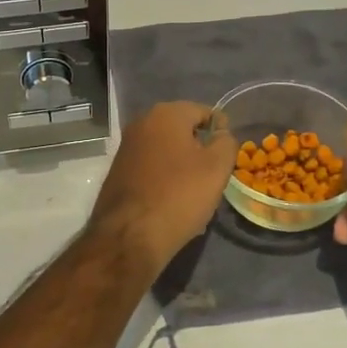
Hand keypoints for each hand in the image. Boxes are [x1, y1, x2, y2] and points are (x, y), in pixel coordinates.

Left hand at [88, 102, 235, 276]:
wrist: (129, 235)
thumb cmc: (179, 195)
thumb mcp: (217, 167)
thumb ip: (226, 142)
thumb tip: (221, 135)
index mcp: (165, 114)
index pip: (204, 112)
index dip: (221, 131)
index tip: (228, 156)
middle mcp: (142, 123)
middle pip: (183, 132)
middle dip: (200, 151)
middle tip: (214, 178)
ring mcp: (126, 147)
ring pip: (167, 152)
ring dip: (184, 168)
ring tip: (196, 196)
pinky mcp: (118, 171)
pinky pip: (152, 169)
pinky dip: (165, 180)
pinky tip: (174, 204)